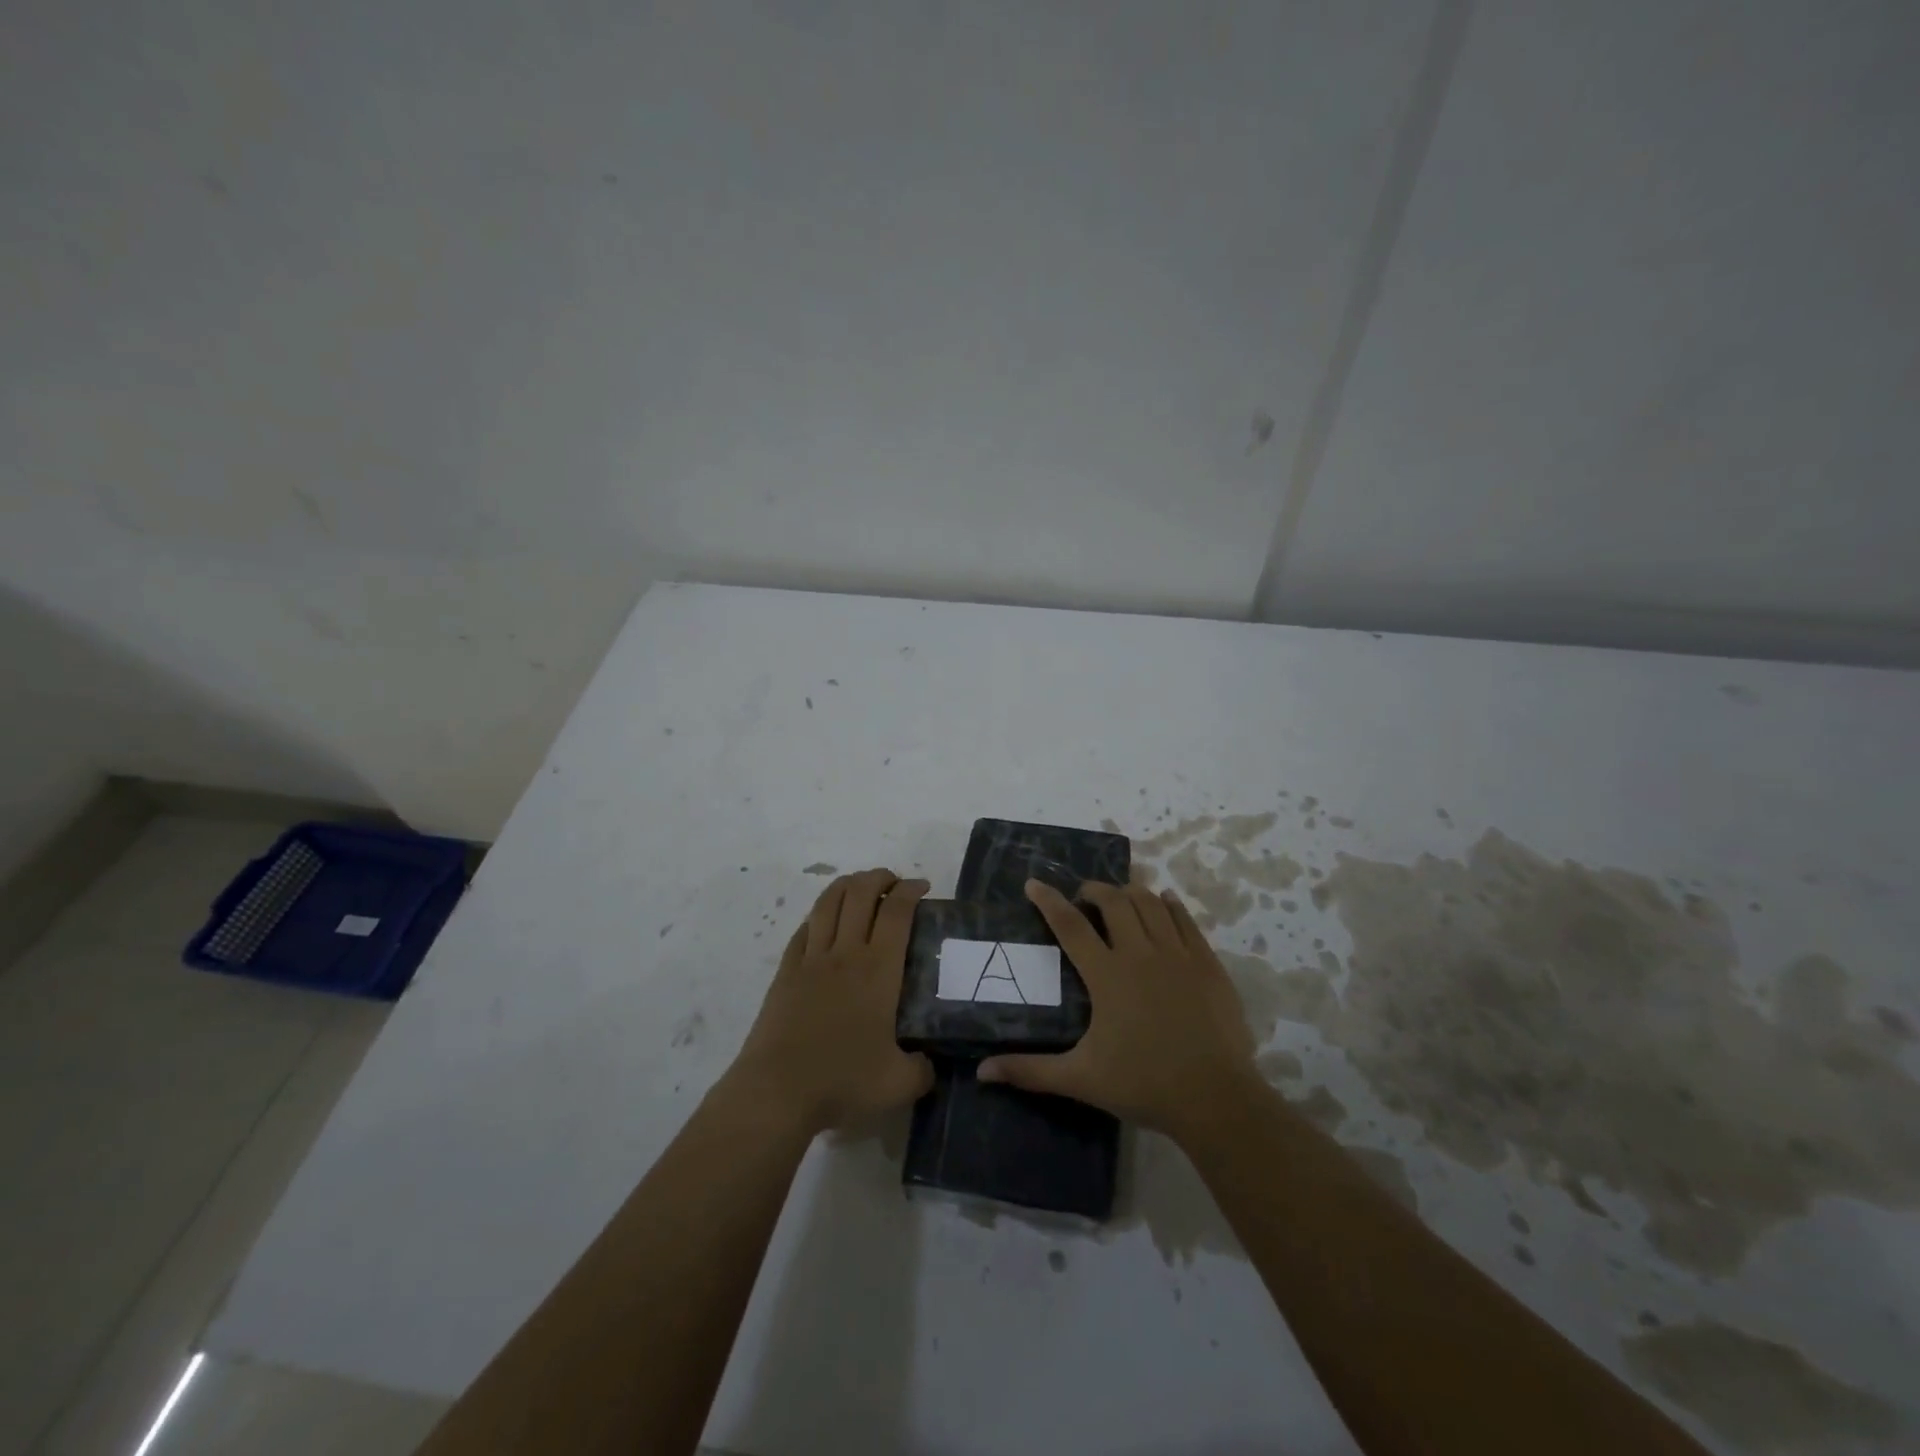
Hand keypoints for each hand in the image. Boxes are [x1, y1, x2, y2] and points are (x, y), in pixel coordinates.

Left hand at [728, 868, 932, 1135]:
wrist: (777, 1091)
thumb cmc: (841, 1081)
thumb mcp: (899, 1085)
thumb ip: (923, 1069)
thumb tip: (930, 1062)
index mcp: (878, 970)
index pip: (896, 912)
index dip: (910, 891)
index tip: (922, 887)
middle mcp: (845, 953)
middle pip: (860, 893)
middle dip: (880, 878)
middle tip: (895, 884)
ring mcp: (811, 959)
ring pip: (829, 903)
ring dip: (848, 885)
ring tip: (862, 887)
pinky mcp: (786, 972)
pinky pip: (804, 929)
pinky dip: (820, 915)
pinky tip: (826, 921)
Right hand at [978, 879, 1258, 1139]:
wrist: (1216, 1098)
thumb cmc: (1144, 1085)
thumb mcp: (1081, 1079)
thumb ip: (1030, 1071)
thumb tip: (982, 1072)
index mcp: (1107, 975)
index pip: (1071, 925)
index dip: (1049, 901)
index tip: (1034, 883)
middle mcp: (1141, 953)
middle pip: (1114, 902)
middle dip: (1094, 889)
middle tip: (1083, 895)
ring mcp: (1178, 955)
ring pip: (1151, 903)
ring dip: (1130, 893)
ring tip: (1120, 897)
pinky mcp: (1207, 963)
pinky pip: (1186, 919)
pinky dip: (1170, 905)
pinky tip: (1164, 901)